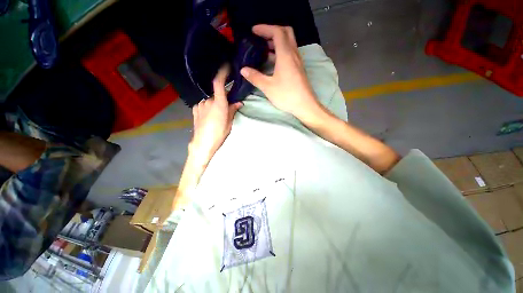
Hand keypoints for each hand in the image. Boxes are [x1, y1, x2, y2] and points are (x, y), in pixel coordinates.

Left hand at [190, 65, 242, 165]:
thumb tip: (239, 103)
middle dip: (222, 100)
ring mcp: (200, 105)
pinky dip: (208, 108)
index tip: (226, 67)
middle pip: (217, 95)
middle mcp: (208, 101)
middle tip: (226, 110)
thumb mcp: (229, 123)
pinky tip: (209, 117)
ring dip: (215, 105)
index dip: (222, 74)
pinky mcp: (195, 109)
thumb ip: (233, 110)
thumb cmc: (219, 134)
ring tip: (217, 117)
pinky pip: (204, 105)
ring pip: (210, 101)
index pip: (219, 84)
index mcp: (218, 104)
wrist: (203, 143)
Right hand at [240, 24, 320, 119]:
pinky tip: (272, 62)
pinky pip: (289, 54)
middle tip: (260, 38)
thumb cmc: (287, 95)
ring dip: (276, 43)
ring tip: (263, 50)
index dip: (265, 28)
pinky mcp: (298, 69)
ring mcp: (297, 62)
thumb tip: (243, 70)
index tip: (253, 31)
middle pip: (285, 33)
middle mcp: (293, 54)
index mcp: (286, 55)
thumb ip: (255, 77)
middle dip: (272, 32)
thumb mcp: (268, 87)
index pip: (277, 32)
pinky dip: (280, 52)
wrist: (305, 105)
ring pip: (288, 44)